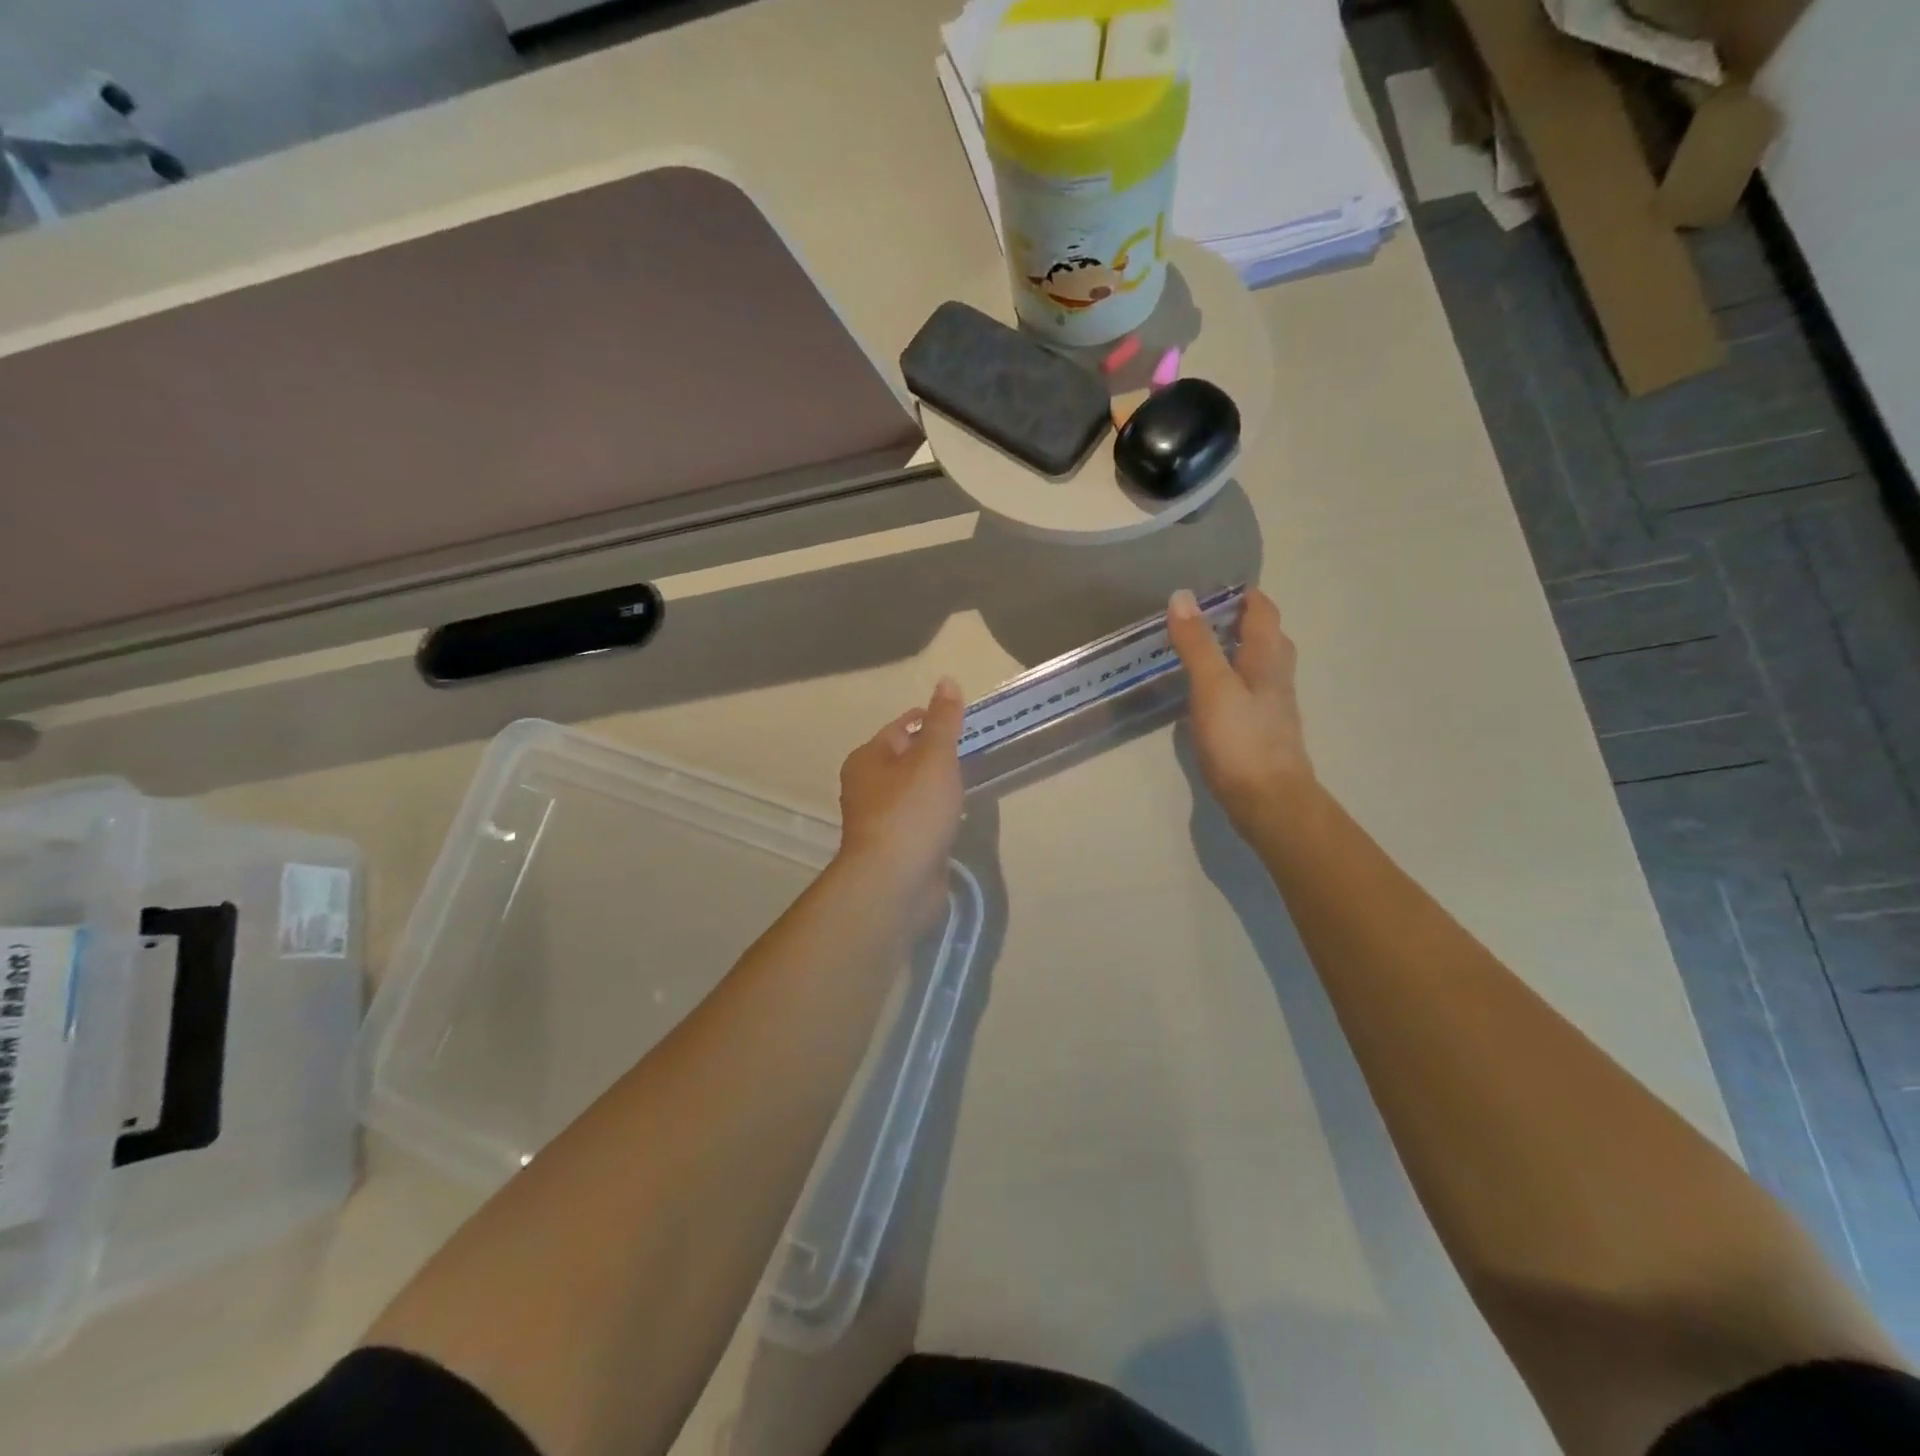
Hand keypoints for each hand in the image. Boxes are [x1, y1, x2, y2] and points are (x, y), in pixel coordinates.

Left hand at [836, 677, 965, 911]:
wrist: (895, 881)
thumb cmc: (912, 810)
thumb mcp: (934, 757)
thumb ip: (944, 720)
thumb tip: (946, 681)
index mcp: (867, 758)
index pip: (901, 727)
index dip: (931, 720)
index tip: (964, 724)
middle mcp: (866, 786)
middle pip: (905, 759)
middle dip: (935, 755)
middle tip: (972, 753)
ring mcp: (879, 820)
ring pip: (912, 792)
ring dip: (936, 787)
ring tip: (968, 784)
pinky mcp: (894, 848)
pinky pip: (918, 820)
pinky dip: (935, 816)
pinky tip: (956, 818)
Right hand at [1167, 587, 1312, 837]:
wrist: (1269, 801)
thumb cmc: (1241, 740)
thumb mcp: (1213, 686)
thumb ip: (1197, 643)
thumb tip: (1182, 596)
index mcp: (1269, 657)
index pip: (1263, 610)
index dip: (1242, 594)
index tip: (1209, 587)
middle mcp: (1277, 674)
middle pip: (1263, 635)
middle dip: (1236, 620)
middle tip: (1197, 617)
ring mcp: (1271, 704)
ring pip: (1256, 664)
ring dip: (1232, 650)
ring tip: (1197, 648)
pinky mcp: (1261, 728)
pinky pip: (1246, 689)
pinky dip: (1228, 679)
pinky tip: (1206, 692)